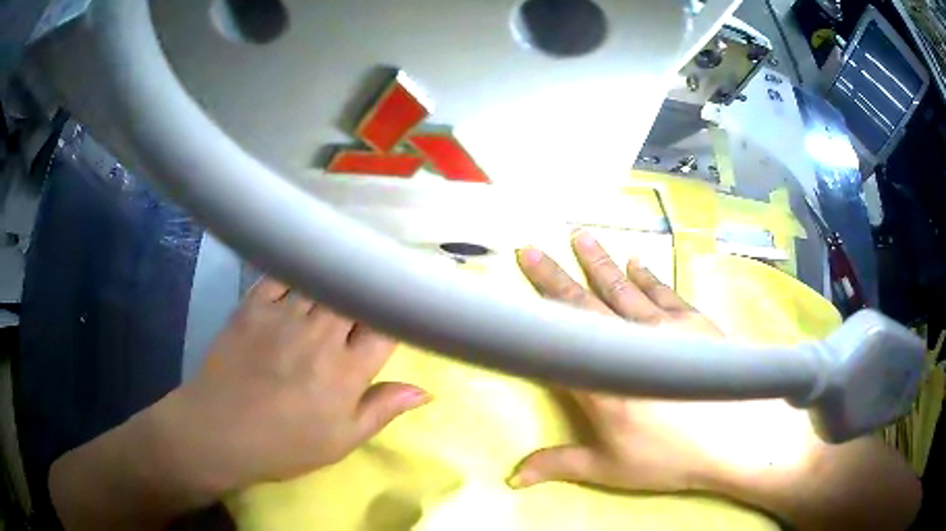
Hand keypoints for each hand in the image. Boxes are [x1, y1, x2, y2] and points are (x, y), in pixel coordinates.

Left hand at [144, 278, 431, 495]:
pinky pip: (283, 274)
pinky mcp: (254, 305)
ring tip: (347, 265)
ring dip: (337, 276)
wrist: (219, 432)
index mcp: (347, 371)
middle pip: (355, 296)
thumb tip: (424, 391)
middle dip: (368, 289)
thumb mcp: (340, 440)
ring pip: (323, 281)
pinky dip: (298, 269)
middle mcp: (321, 334)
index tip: (403, 304)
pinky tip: (305, 268)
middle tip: (374, 284)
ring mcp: (284, 315)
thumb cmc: (284, 444)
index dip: (397, 312)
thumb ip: (381, 410)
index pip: (385, 327)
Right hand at [509, 229, 736, 492]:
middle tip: (532, 248)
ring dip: (599, 262)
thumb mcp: (610, 470)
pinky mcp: (692, 322)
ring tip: (580, 236)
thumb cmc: (670, 458)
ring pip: (623, 288)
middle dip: (554, 276)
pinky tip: (635, 260)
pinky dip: (647, 275)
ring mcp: (664, 328)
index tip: (519, 289)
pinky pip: (663, 291)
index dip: (537, 313)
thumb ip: (558, 465)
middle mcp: (629, 345)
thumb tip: (510, 479)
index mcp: (601, 384)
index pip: (562, 340)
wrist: (738, 438)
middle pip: (586, 305)